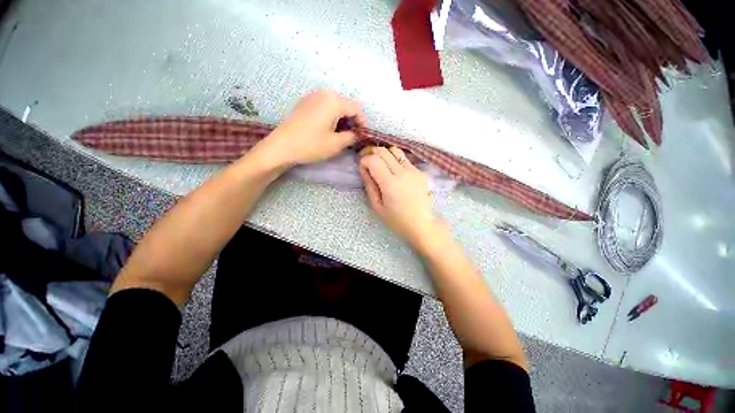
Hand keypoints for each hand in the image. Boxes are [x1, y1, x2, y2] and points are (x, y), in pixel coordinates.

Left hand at [258, 89, 365, 167]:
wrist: (282, 146)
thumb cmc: (311, 145)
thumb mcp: (336, 144)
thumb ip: (352, 137)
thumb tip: (357, 134)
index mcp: (334, 101)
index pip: (356, 109)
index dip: (362, 122)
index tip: (362, 135)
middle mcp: (324, 93)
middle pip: (346, 104)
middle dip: (352, 120)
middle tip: (352, 136)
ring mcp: (312, 96)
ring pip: (335, 105)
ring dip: (342, 118)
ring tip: (340, 134)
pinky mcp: (305, 103)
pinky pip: (324, 105)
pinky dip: (331, 115)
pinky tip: (328, 128)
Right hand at [359, 146, 441, 247]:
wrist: (421, 223)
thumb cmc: (396, 219)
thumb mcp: (377, 206)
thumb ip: (369, 185)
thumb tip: (364, 168)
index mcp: (390, 184)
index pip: (373, 160)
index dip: (364, 161)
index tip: (362, 169)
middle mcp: (403, 173)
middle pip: (383, 151)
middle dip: (371, 153)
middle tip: (367, 162)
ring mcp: (414, 170)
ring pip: (395, 150)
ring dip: (384, 154)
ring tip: (380, 163)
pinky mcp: (420, 171)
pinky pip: (404, 159)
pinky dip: (395, 160)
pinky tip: (393, 171)